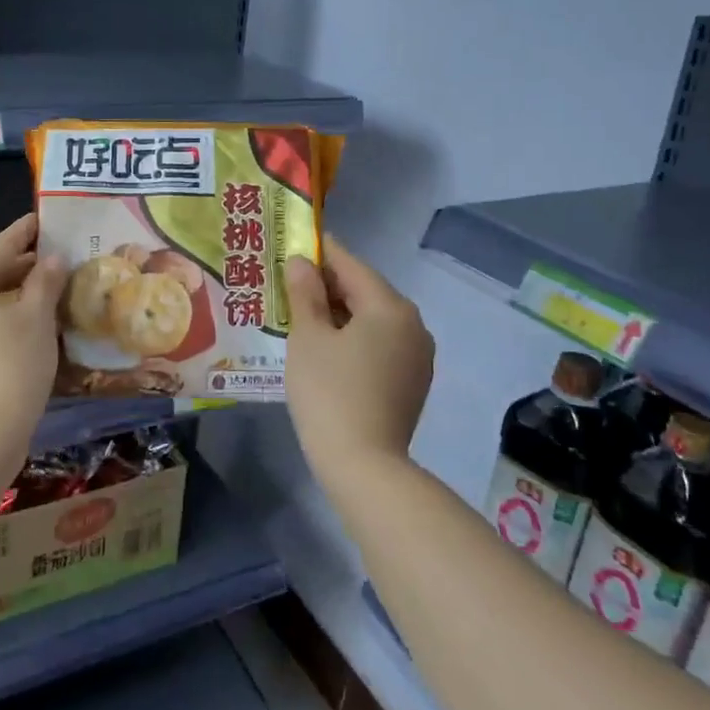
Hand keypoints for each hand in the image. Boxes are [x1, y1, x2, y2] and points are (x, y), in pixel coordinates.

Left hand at [0, 214, 66, 482]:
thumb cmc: (9, 368)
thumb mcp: (35, 320)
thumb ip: (45, 283)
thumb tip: (52, 259)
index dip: (24, 234)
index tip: (44, 220)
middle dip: (20, 267)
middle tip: (53, 259)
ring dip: (11, 297)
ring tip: (45, 293)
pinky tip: (26, 330)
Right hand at [283, 235, 433, 485]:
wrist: (364, 466)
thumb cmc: (330, 393)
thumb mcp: (308, 338)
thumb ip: (305, 294)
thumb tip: (302, 262)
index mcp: (390, 306)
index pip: (351, 265)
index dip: (321, 252)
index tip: (296, 243)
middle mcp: (413, 324)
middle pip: (366, 291)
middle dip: (329, 285)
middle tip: (291, 282)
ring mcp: (417, 355)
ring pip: (374, 319)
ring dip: (341, 313)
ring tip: (304, 313)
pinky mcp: (413, 381)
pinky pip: (381, 344)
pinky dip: (356, 337)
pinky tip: (328, 347)